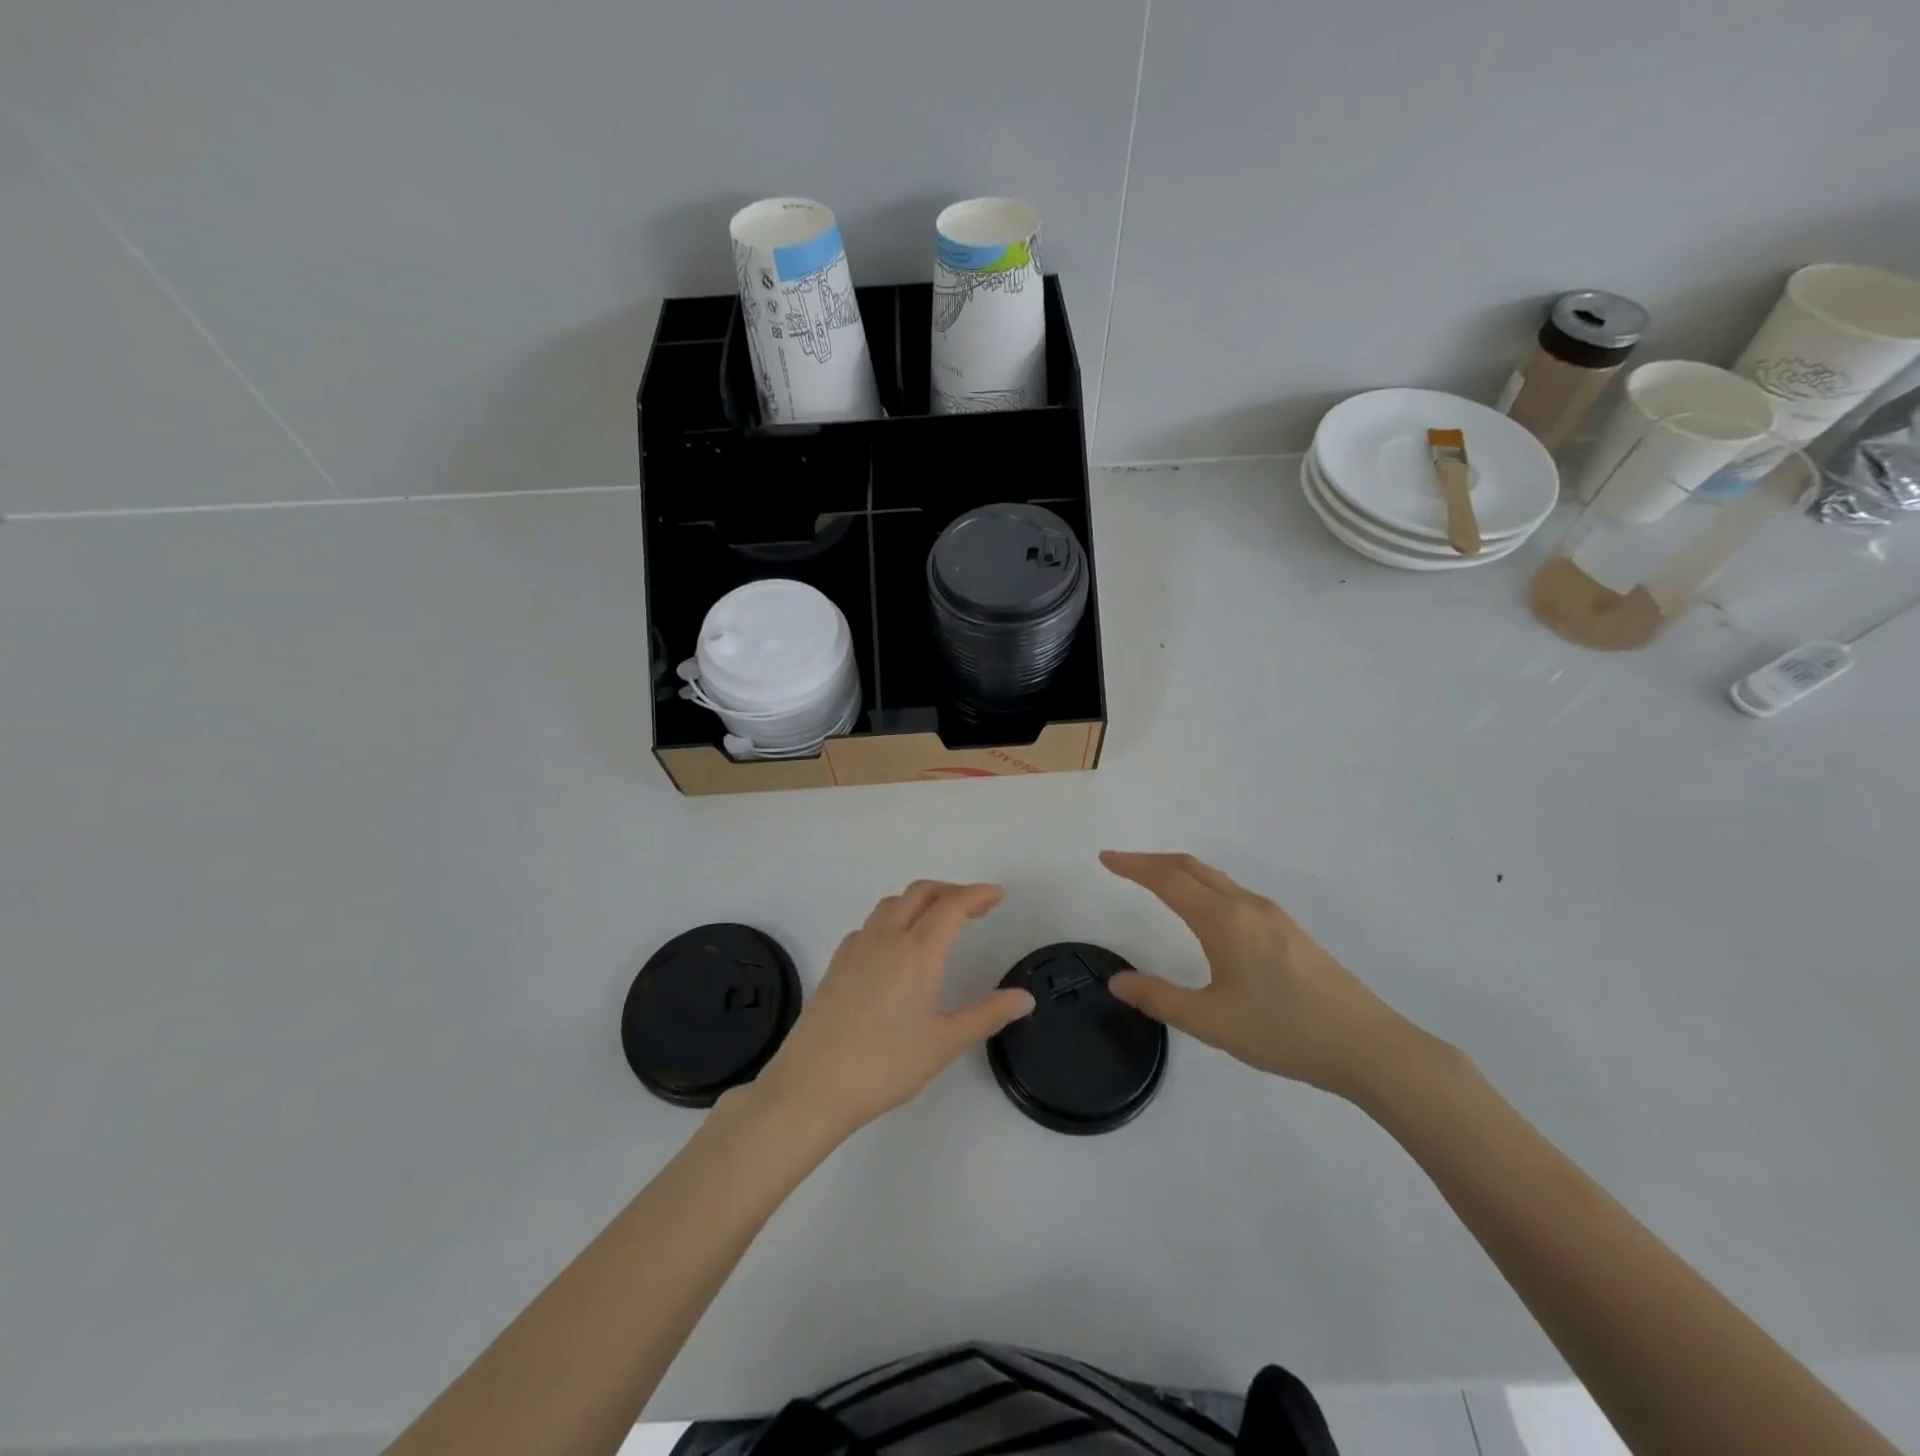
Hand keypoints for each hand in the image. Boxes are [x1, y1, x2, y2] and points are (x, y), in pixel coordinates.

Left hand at [754, 881, 1035, 1138]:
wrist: (811, 1085)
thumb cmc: (884, 1065)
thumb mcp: (944, 1043)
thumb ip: (987, 1015)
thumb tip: (1025, 998)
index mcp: (917, 951)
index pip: (952, 905)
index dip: (977, 894)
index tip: (997, 895)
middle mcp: (886, 937)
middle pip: (921, 892)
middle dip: (951, 891)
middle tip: (975, 908)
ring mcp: (857, 946)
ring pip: (893, 903)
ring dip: (921, 901)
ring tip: (939, 923)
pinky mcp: (837, 961)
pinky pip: (872, 924)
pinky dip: (894, 919)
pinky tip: (898, 949)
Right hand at [1100, 851, 1415, 1098]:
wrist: (1369, 1047)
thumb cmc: (1284, 1032)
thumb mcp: (1212, 1022)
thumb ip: (1160, 998)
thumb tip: (1118, 982)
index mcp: (1223, 920)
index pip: (1167, 879)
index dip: (1133, 866)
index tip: (1105, 859)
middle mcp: (1247, 906)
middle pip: (1192, 867)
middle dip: (1153, 861)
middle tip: (1123, 865)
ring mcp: (1273, 916)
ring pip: (1216, 878)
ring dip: (1180, 872)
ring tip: (1157, 882)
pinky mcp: (1291, 931)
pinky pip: (1234, 892)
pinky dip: (1204, 886)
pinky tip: (1206, 912)